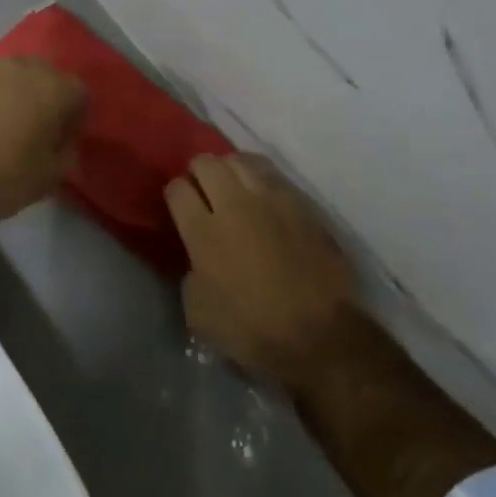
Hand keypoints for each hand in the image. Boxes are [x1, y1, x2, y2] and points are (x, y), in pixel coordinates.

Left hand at [0, 58, 87, 225]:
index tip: (61, 138)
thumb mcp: (50, 176)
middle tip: (28, 128)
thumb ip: (65, 150)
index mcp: (51, 87)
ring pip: (0, 76)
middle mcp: (17, 66)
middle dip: (38, 97)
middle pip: (39, 74)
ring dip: (2, 95)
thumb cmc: (1, 179)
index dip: (72, 116)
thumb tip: (60, 139)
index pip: (78, 92)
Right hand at [166, 153, 359, 391]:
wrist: (320, 336)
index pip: (177, 189)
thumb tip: (198, 258)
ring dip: (230, 169)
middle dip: (198, 172)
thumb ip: (191, 273)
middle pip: (207, 163)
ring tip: (233, 185)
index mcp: (203, 231)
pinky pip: (274, 176)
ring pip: (241, 160)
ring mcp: (272, 200)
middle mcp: (234, 205)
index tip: (179, 206)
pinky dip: (261, 179)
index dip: (175, 194)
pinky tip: (263, 196)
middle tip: (202, 190)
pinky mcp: (303, 204)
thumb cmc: (253, 330)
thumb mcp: (199, 312)